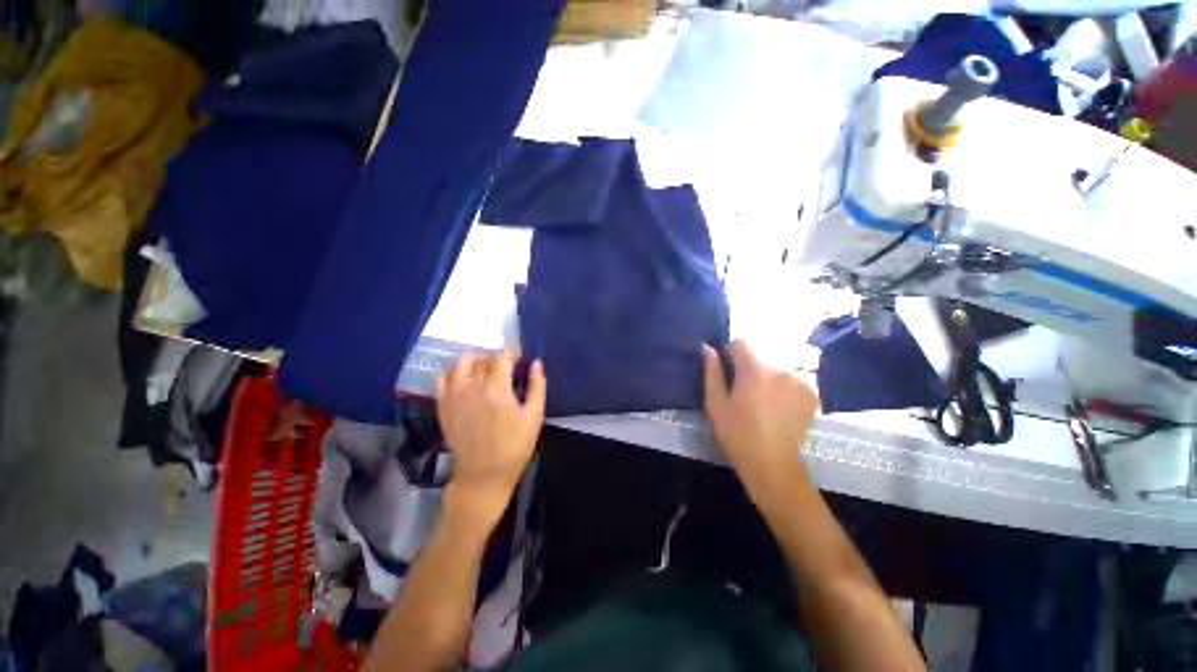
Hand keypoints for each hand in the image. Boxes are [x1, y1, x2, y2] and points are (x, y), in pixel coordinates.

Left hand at [435, 352, 546, 525]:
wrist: (482, 476)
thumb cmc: (514, 447)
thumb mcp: (534, 417)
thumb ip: (537, 386)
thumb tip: (536, 363)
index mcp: (496, 388)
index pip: (503, 357)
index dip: (513, 353)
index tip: (521, 357)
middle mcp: (472, 386)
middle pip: (483, 359)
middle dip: (498, 358)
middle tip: (508, 367)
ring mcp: (453, 396)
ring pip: (460, 363)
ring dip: (475, 360)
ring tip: (486, 369)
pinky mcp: (443, 406)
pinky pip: (442, 379)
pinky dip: (454, 372)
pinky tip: (465, 380)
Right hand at [703, 341, 819, 499]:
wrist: (772, 464)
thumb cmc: (737, 433)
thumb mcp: (715, 403)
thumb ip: (712, 371)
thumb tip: (708, 347)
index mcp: (755, 370)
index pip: (742, 342)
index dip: (731, 352)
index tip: (729, 370)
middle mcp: (781, 369)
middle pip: (761, 353)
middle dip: (750, 364)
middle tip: (745, 389)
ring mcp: (801, 380)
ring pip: (777, 363)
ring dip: (768, 373)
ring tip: (763, 398)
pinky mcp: (812, 392)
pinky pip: (793, 375)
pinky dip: (784, 382)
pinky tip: (779, 403)